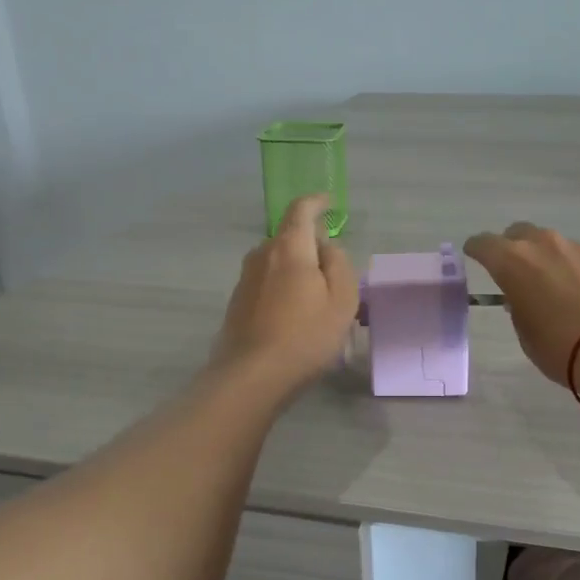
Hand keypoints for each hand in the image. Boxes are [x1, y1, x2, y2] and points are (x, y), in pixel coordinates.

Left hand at [213, 194, 359, 393]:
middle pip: (289, 238)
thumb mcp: (342, 299)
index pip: (300, 210)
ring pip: (277, 263)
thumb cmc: (306, 335)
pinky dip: (283, 290)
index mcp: (289, 247)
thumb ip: (339, 264)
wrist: (252, 376)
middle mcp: (261, 255)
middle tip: (334, 274)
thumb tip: (326, 248)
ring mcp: (245, 279)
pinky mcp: (237, 303)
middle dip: (311, 247)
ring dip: (297, 272)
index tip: (330, 203)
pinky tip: (295, 318)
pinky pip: (267, 283)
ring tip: (317, 301)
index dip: (316, 202)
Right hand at [463, 222, 579, 386]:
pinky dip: (578, 269)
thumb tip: (524, 296)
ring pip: (554, 244)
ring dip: (548, 259)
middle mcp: (544, 245)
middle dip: (513, 247)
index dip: (477, 250)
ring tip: (556, 287)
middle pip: (520, 233)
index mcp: (513, 262)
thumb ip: (519, 307)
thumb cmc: (562, 348)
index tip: (474, 256)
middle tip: (516, 271)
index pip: (484, 244)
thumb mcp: (526, 334)